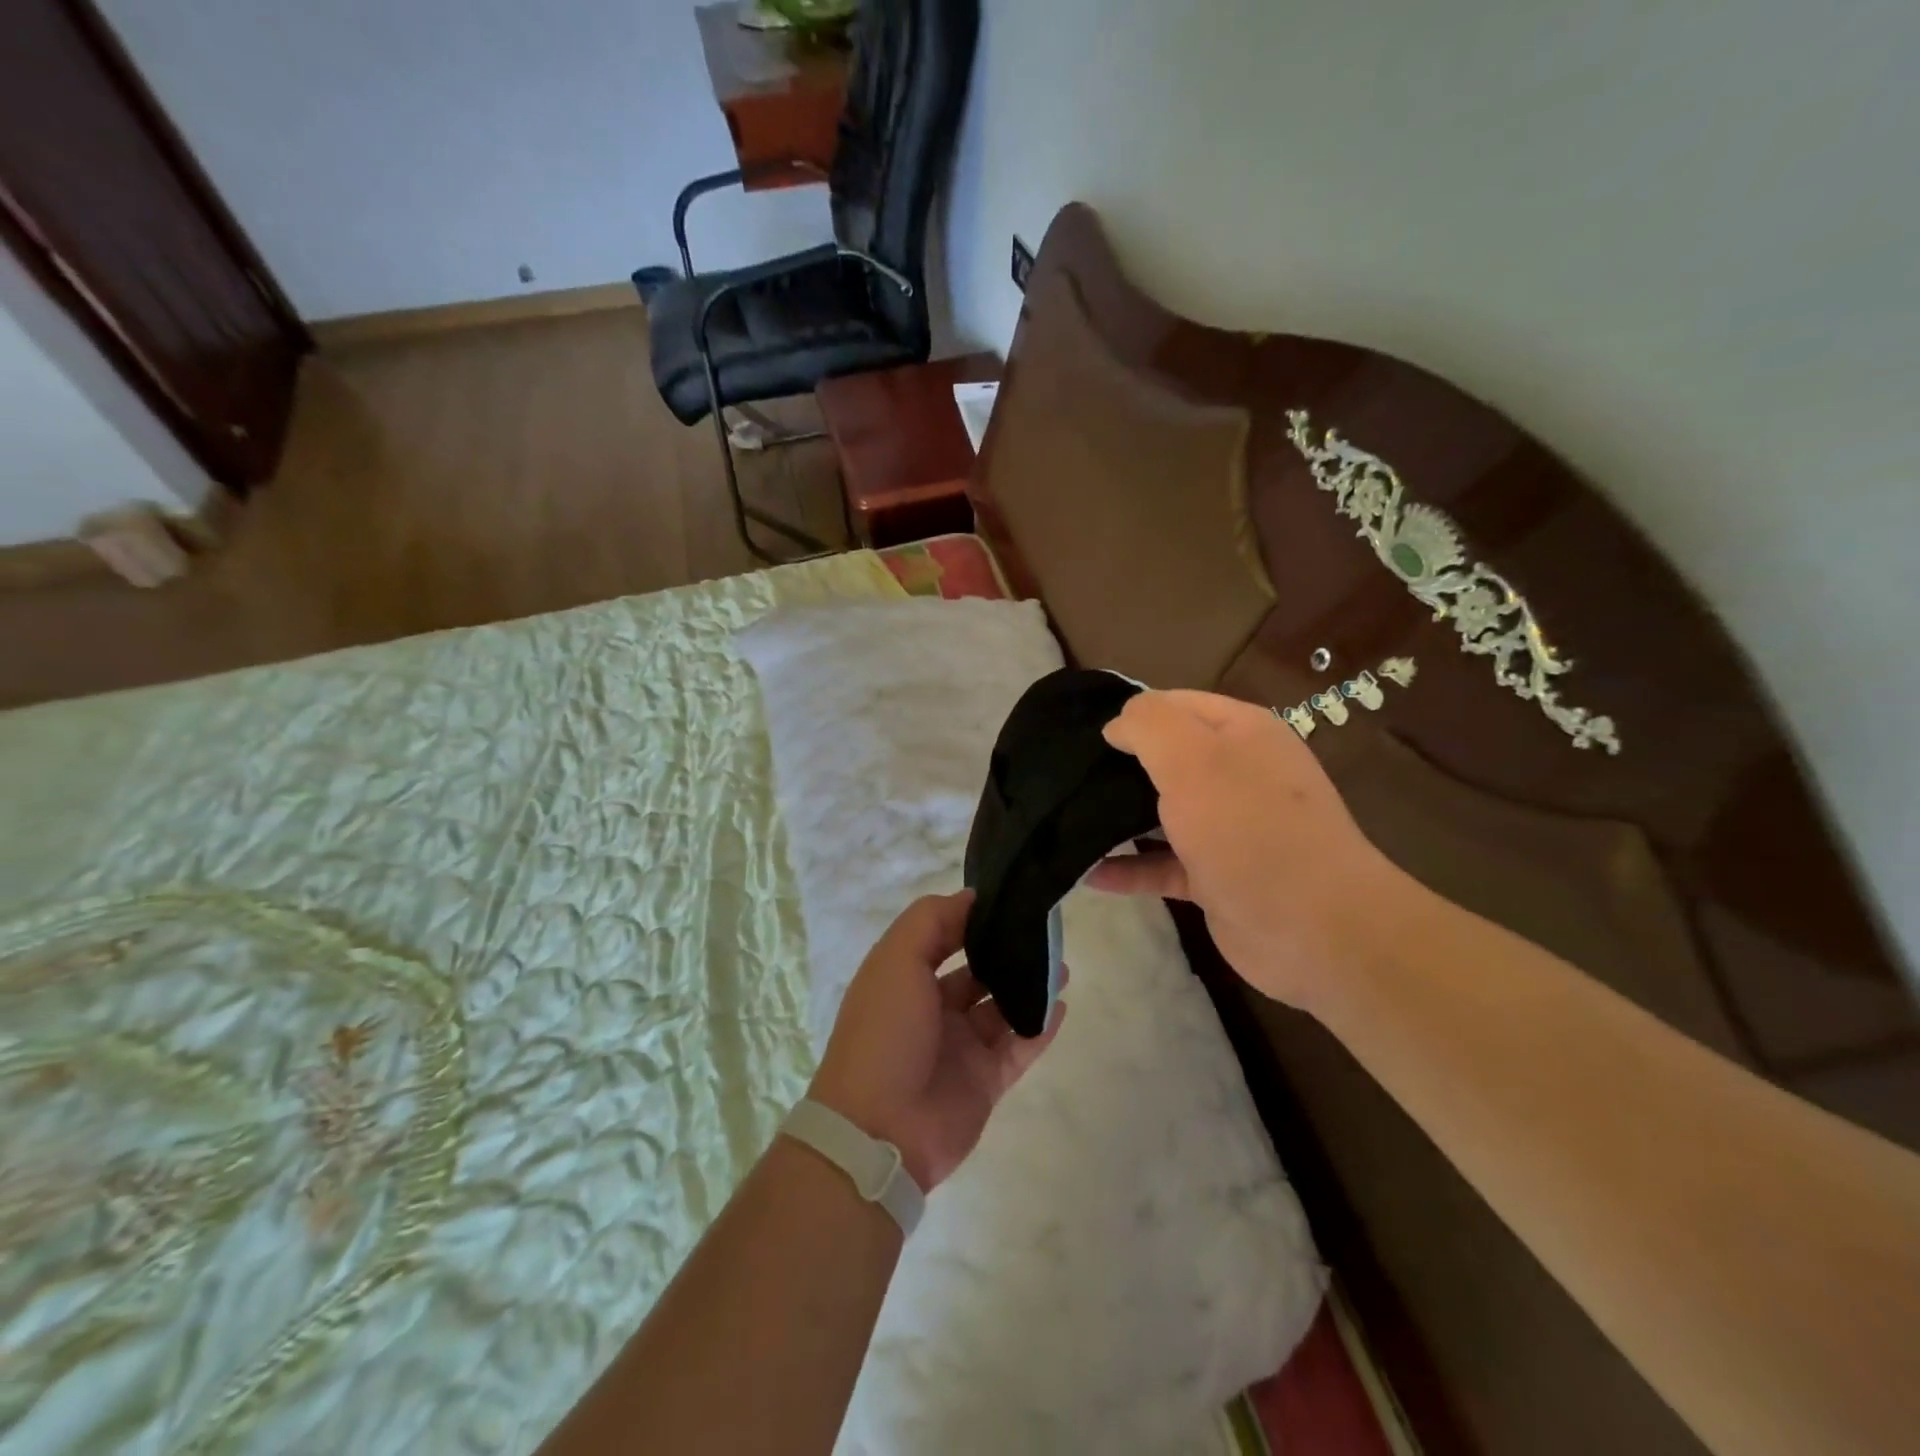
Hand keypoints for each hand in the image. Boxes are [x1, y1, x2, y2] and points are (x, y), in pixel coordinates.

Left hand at [809, 891, 1065, 1190]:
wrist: (880, 1131)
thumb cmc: (885, 1033)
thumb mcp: (897, 960)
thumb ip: (931, 921)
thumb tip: (971, 898)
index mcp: (905, 979)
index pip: (943, 937)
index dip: (971, 919)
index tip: (1009, 900)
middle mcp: (932, 1009)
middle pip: (976, 973)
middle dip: (1006, 953)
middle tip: (1045, 933)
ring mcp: (960, 1047)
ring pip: (1002, 1008)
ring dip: (1029, 987)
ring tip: (1063, 966)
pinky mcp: (984, 1082)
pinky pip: (1018, 1048)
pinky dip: (1039, 1028)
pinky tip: (1061, 1006)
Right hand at [1086, 689, 1409, 1012]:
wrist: (1315, 930)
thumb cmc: (1249, 829)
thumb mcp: (1193, 758)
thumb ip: (1150, 725)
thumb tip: (1118, 724)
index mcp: (1241, 733)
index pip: (1175, 705)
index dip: (1131, 714)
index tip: (1082, 734)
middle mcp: (1237, 774)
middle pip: (1167, 759)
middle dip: (1119, 765)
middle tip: (1066, 776)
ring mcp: (1228, 829)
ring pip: (1162, 813)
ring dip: (1118, 817)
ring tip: (1067, 818)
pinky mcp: (1216, 878)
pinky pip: (1162, 864)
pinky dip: (1129, 867)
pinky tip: (1089, 873)